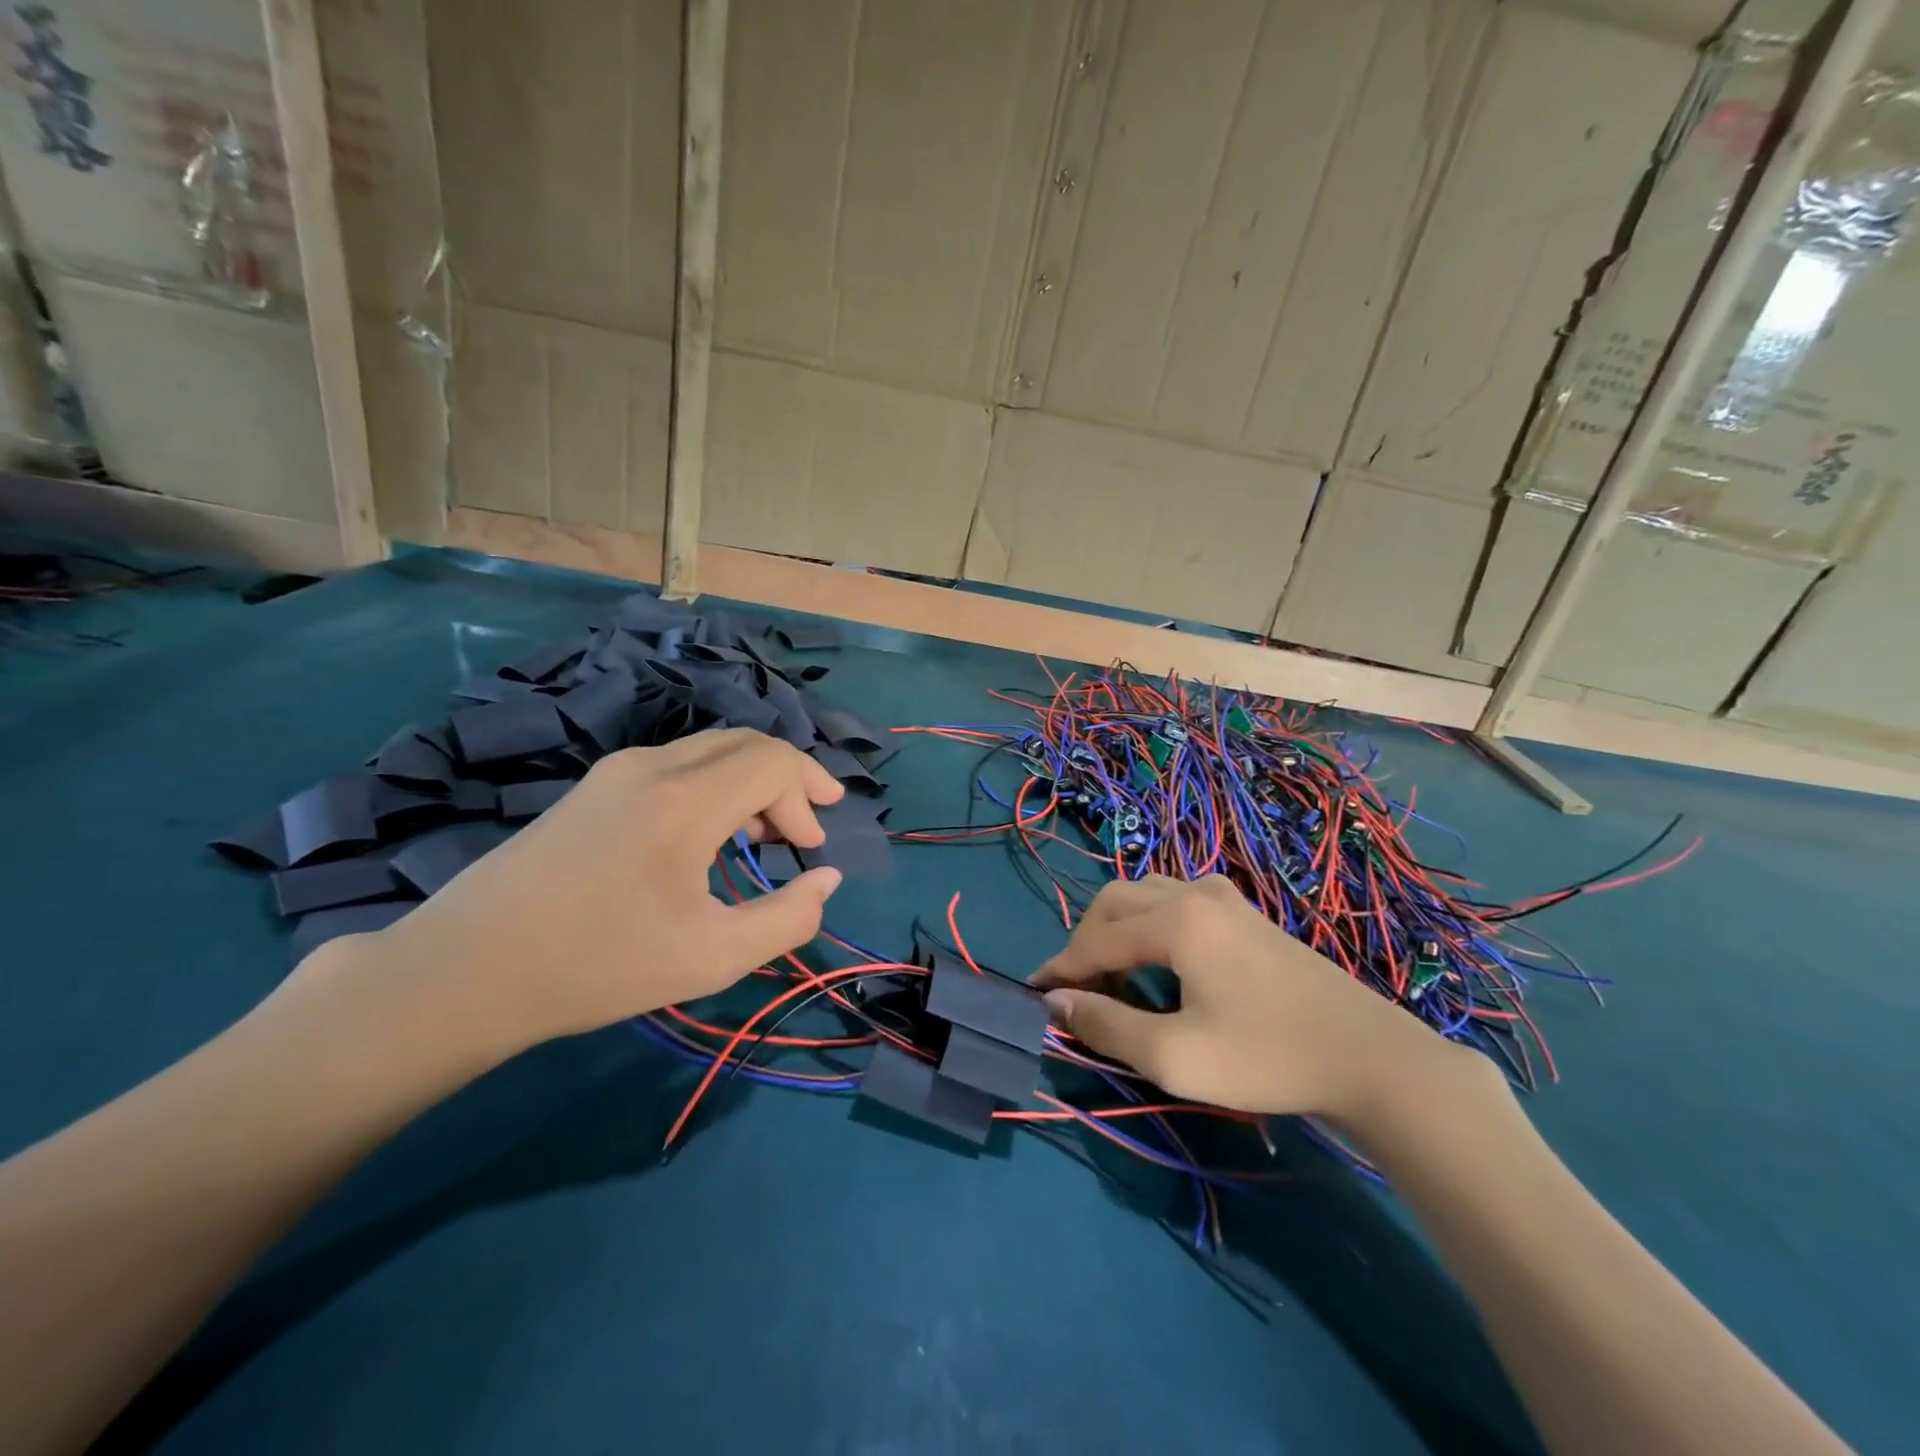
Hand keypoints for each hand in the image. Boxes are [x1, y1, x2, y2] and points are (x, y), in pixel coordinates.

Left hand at [300, 730, 845, 1057]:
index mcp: (685, 803)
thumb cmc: (597, 966)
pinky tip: (709, 831)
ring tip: (765, 833)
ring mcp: (617, 770)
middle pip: (748, 743)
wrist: (466, 970)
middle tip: (806, 829)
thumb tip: (826, 880)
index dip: (809, 793)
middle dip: (790, 779)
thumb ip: (788, 919)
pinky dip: (715, 784)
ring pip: (712, 748)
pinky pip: (678, 763)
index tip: (813, 847)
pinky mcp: (594, 786)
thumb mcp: (711, 959)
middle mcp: (653, 767)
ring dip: (752, 780)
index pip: (775, 761)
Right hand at [1032, 875, 1471, 1124]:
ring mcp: (1224, 896)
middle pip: (1115, 902)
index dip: (1060, 968)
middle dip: (1085, 942)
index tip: (1034, 994)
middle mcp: (1193, 893)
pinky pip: (1175, 898)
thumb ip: (1106, 1025)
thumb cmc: (1266, 1058)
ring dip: (1116, 928)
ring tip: (1113, 977)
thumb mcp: (1174, 1056)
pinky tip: (1159, 958)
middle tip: (1077, 991)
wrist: (1369, 1057)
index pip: (1096, 940)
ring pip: (1144, 894)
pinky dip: (1148, 922)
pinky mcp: (1244, 911)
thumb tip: (1055, 1002)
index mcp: (1175, 921)